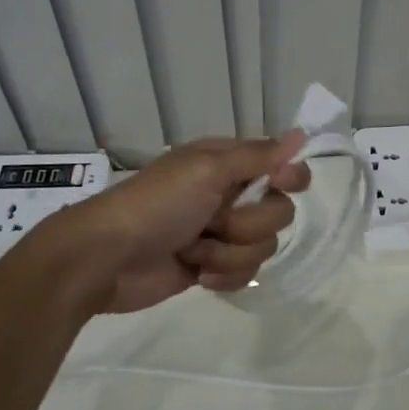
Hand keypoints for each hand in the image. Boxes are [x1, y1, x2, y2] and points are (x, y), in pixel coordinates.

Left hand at [38, 133, 311, 315]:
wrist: (106, 258)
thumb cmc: (156, 205)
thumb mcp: (207, 169)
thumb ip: (259, 155)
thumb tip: (302, 134)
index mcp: (227, 163)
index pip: (281, 166)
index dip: (287, 178)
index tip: (281, 184)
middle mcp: (229, 194)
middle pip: (278, 212)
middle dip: (247, 224)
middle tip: (213, 221)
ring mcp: (221, 233)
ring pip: (262, 247)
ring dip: (227, 253)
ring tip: (193, 251)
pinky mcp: (212, 268)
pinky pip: (245, 274)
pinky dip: (222, 276)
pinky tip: (195, 275)